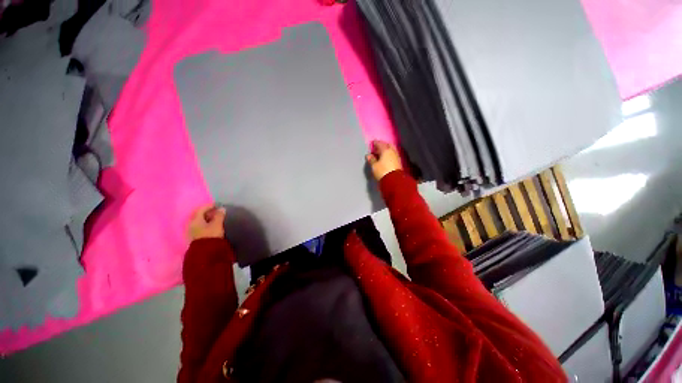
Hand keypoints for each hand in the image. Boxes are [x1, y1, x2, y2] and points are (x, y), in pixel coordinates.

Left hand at [187, 204, 225, 240]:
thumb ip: (219, 215)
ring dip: (206, 218)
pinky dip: (205, 223)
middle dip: (207, 212)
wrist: (206, 253)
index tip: (218, 205)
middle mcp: (191, 224)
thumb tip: (222, 208)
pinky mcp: (195, 237)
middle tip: (217, 211)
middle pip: (199, 215)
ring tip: (215, 218)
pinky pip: (199, 226)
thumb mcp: (217, 224)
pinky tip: (211, 225)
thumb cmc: (211, 235)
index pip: (201, 209)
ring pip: (199, 221)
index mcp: (195, 219)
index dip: (210, 206)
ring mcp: (191, 231)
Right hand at [366, 140, 402, 180]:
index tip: (372, 143)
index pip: (380, 143)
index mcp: (385, 150)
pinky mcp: (398, 162)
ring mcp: (396, 156)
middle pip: (387, 145)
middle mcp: (392, 151)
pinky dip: (389, 154)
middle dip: (382, 145)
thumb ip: (371, 159)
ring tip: (380, 154)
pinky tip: (385, 158)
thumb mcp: (374, 166)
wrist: (394, 181)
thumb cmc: (382, 171)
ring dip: (386, 150)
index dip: (375, 143)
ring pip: (391, 150)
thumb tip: (368, 155)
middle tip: (377, 148)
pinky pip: (393, 155)